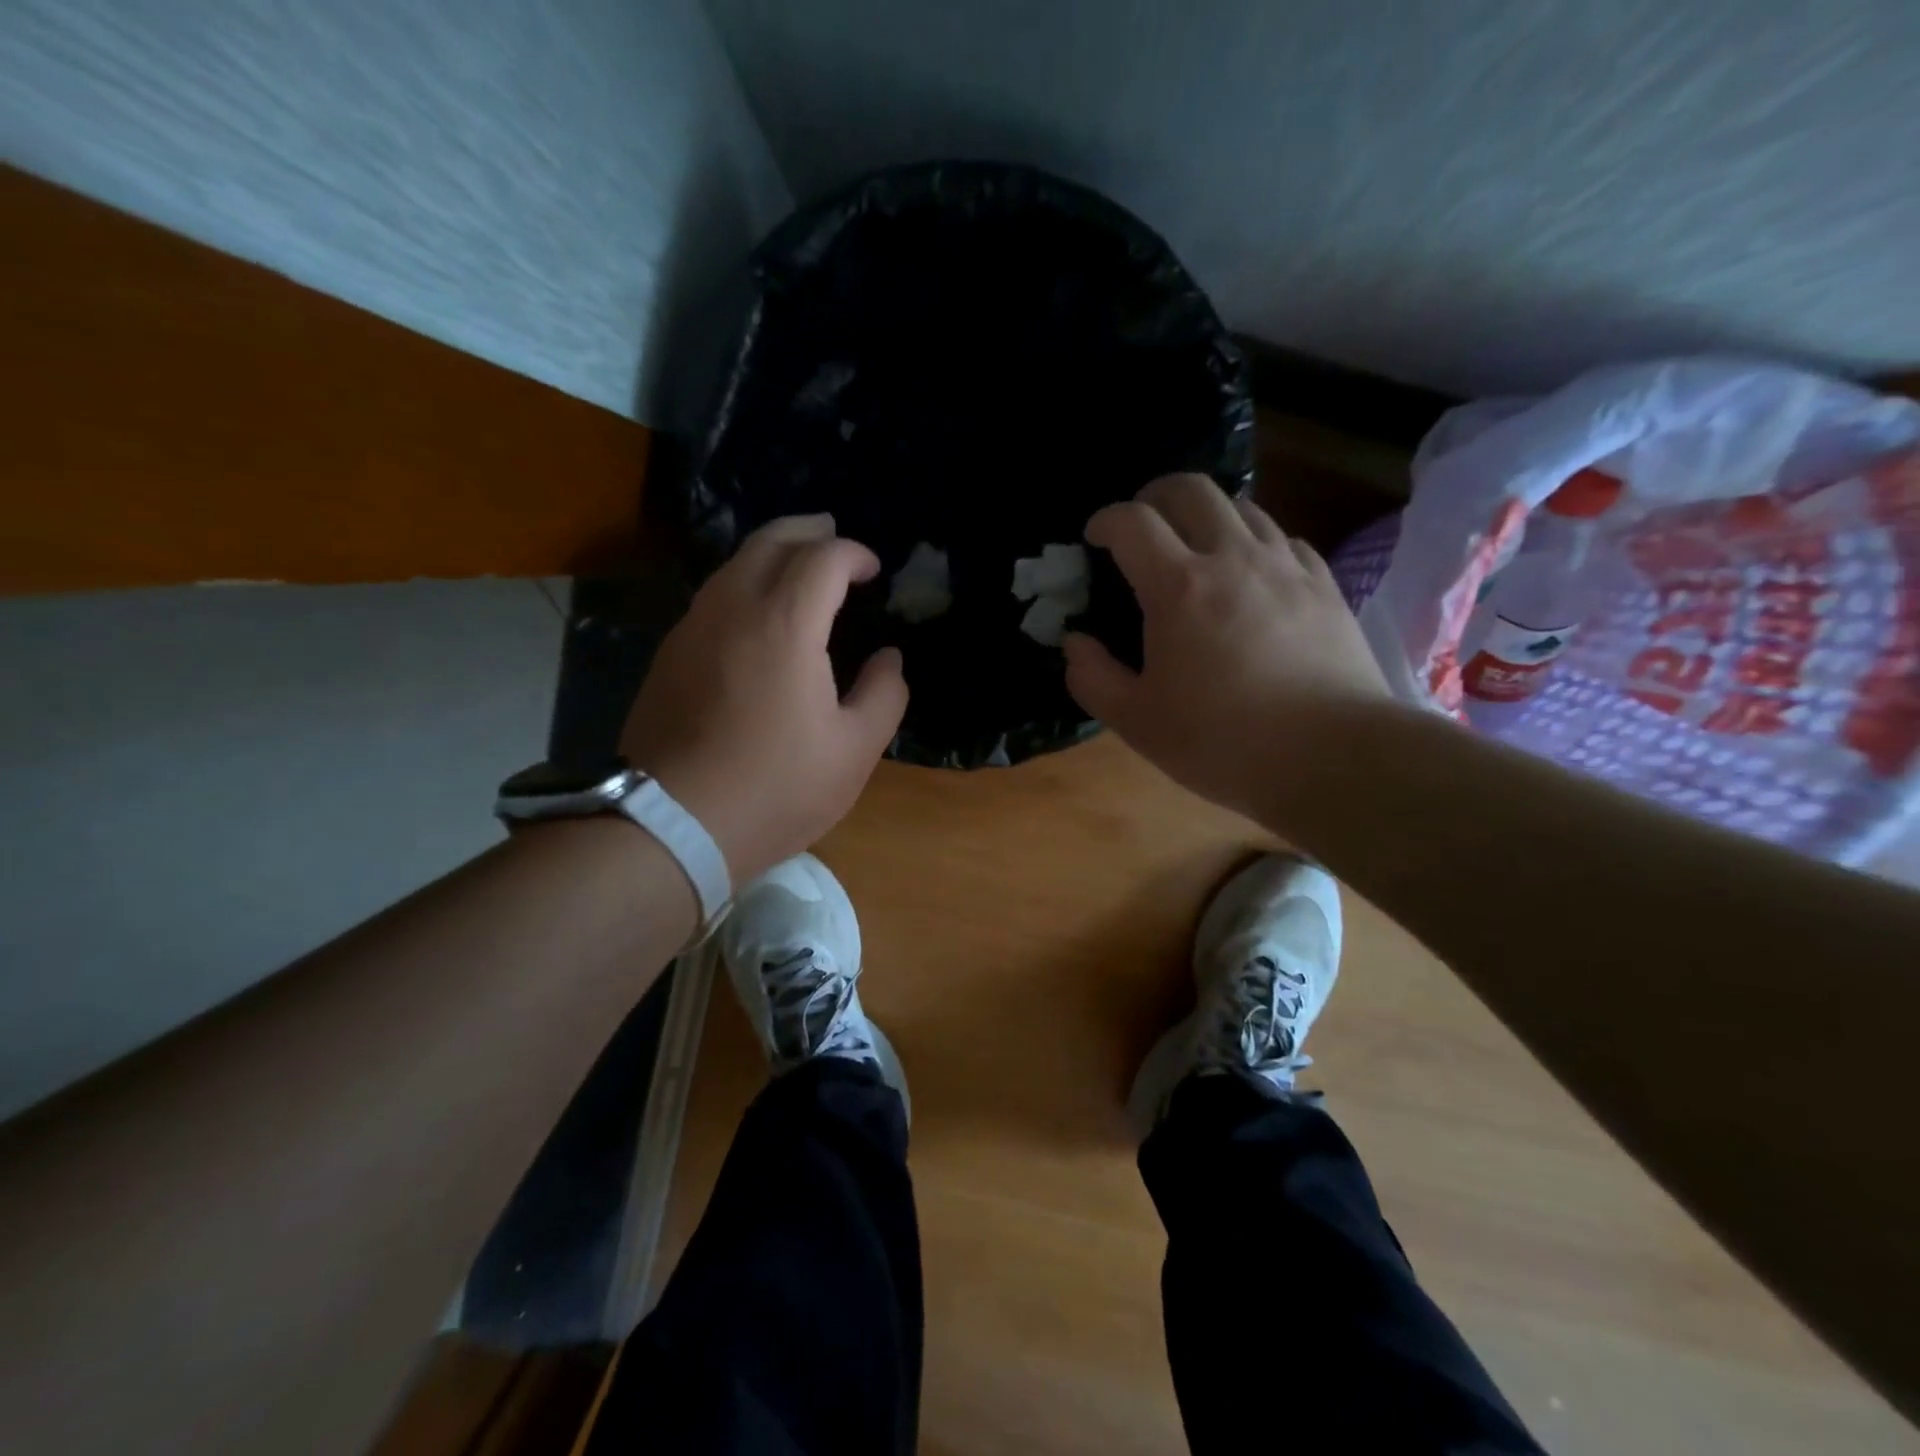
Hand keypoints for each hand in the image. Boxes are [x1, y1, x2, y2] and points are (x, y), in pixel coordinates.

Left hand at [620, 515, 907, 883]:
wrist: (672, 825)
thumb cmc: (776, 788)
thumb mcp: (854, 750)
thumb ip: (884, 695)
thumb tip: (889, 659)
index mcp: (785, 624)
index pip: (823, 558)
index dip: (854, 554)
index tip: (874, 570)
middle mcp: (733, 609)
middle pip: (770, 542)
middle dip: (808, 531)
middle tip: (833, 534)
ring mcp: (692, 628)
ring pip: (733, 565)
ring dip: (771, 552)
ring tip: (798, 564)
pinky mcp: (669, 654)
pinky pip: (713, 596)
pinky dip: (744, 582)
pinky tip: (757, 611)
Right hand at [1062, 474, 1389, 818]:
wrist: (1332, 757)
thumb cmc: (1222, 741)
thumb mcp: (1136, 722)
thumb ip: (1092, 677)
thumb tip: (1075, 643)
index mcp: (1179, 588)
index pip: (1132, 522)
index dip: (1105, 520)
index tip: (1094, 538)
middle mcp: (1233, 558)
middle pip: (1191, 489)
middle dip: (1155, 495)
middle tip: (1142, 524)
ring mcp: (1285, 566)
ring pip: (1242, 506)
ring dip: (1207, 514)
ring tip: (1196, 546)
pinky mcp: (1324, 584)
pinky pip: (1283, 538)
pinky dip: (1254, 542)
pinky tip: (1252, 574)